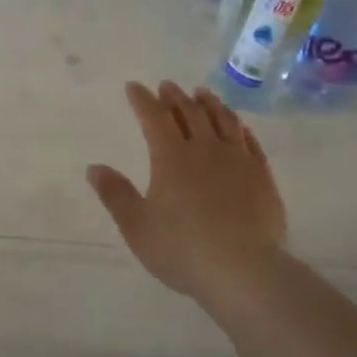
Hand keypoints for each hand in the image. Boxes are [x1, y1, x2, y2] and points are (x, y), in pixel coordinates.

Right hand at [87, 81, 286, 305]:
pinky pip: (250, 142)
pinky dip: (239, 127)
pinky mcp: (262, 177)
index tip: (133, 87)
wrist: (244, 270)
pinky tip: (238, 127)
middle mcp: (205, 149)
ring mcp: (238, 161)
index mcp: (171, 158)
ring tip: (202, 94)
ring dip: (210, 104)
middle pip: (190, 113)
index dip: (142, 100)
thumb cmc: (182, 249)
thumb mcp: (137, 226)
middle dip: (175, 97)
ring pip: (223, 121)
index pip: (154, 118)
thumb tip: (94, 168)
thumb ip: (115, 194)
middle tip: (167, 86)